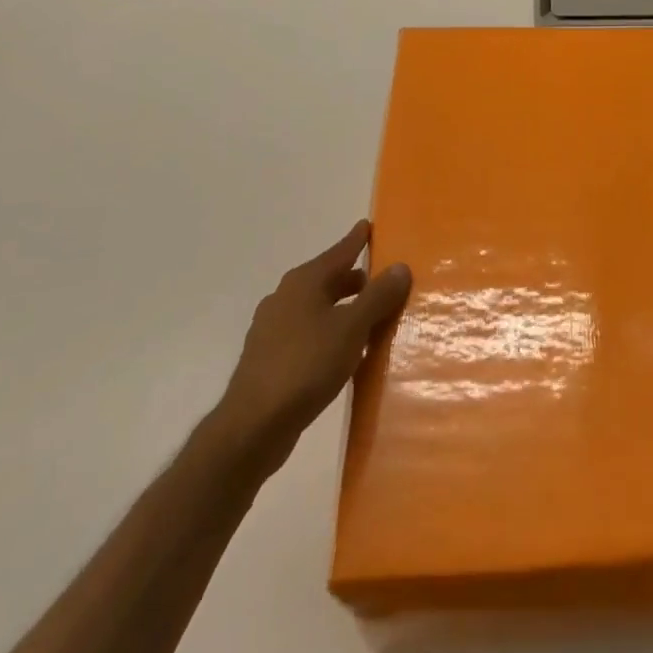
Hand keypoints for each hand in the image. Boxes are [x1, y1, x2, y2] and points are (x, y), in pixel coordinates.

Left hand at [215, 221, 411, 469]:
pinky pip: (308, 334)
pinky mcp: (270, 358)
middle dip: (354, 279)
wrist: (253, 426)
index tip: (370, 225)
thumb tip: (400, 266)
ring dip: (343, 309)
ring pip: (317, 308)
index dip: (357, 239)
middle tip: (382, 280)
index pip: (339, 251)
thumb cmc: (306, 365)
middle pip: (327, 279)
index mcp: (304, 282)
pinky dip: (329, 333)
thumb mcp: (351, 328)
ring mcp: (273, 328)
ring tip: (370, 319)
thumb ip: (377, 296)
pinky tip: (344, 353)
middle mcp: (285, 297)